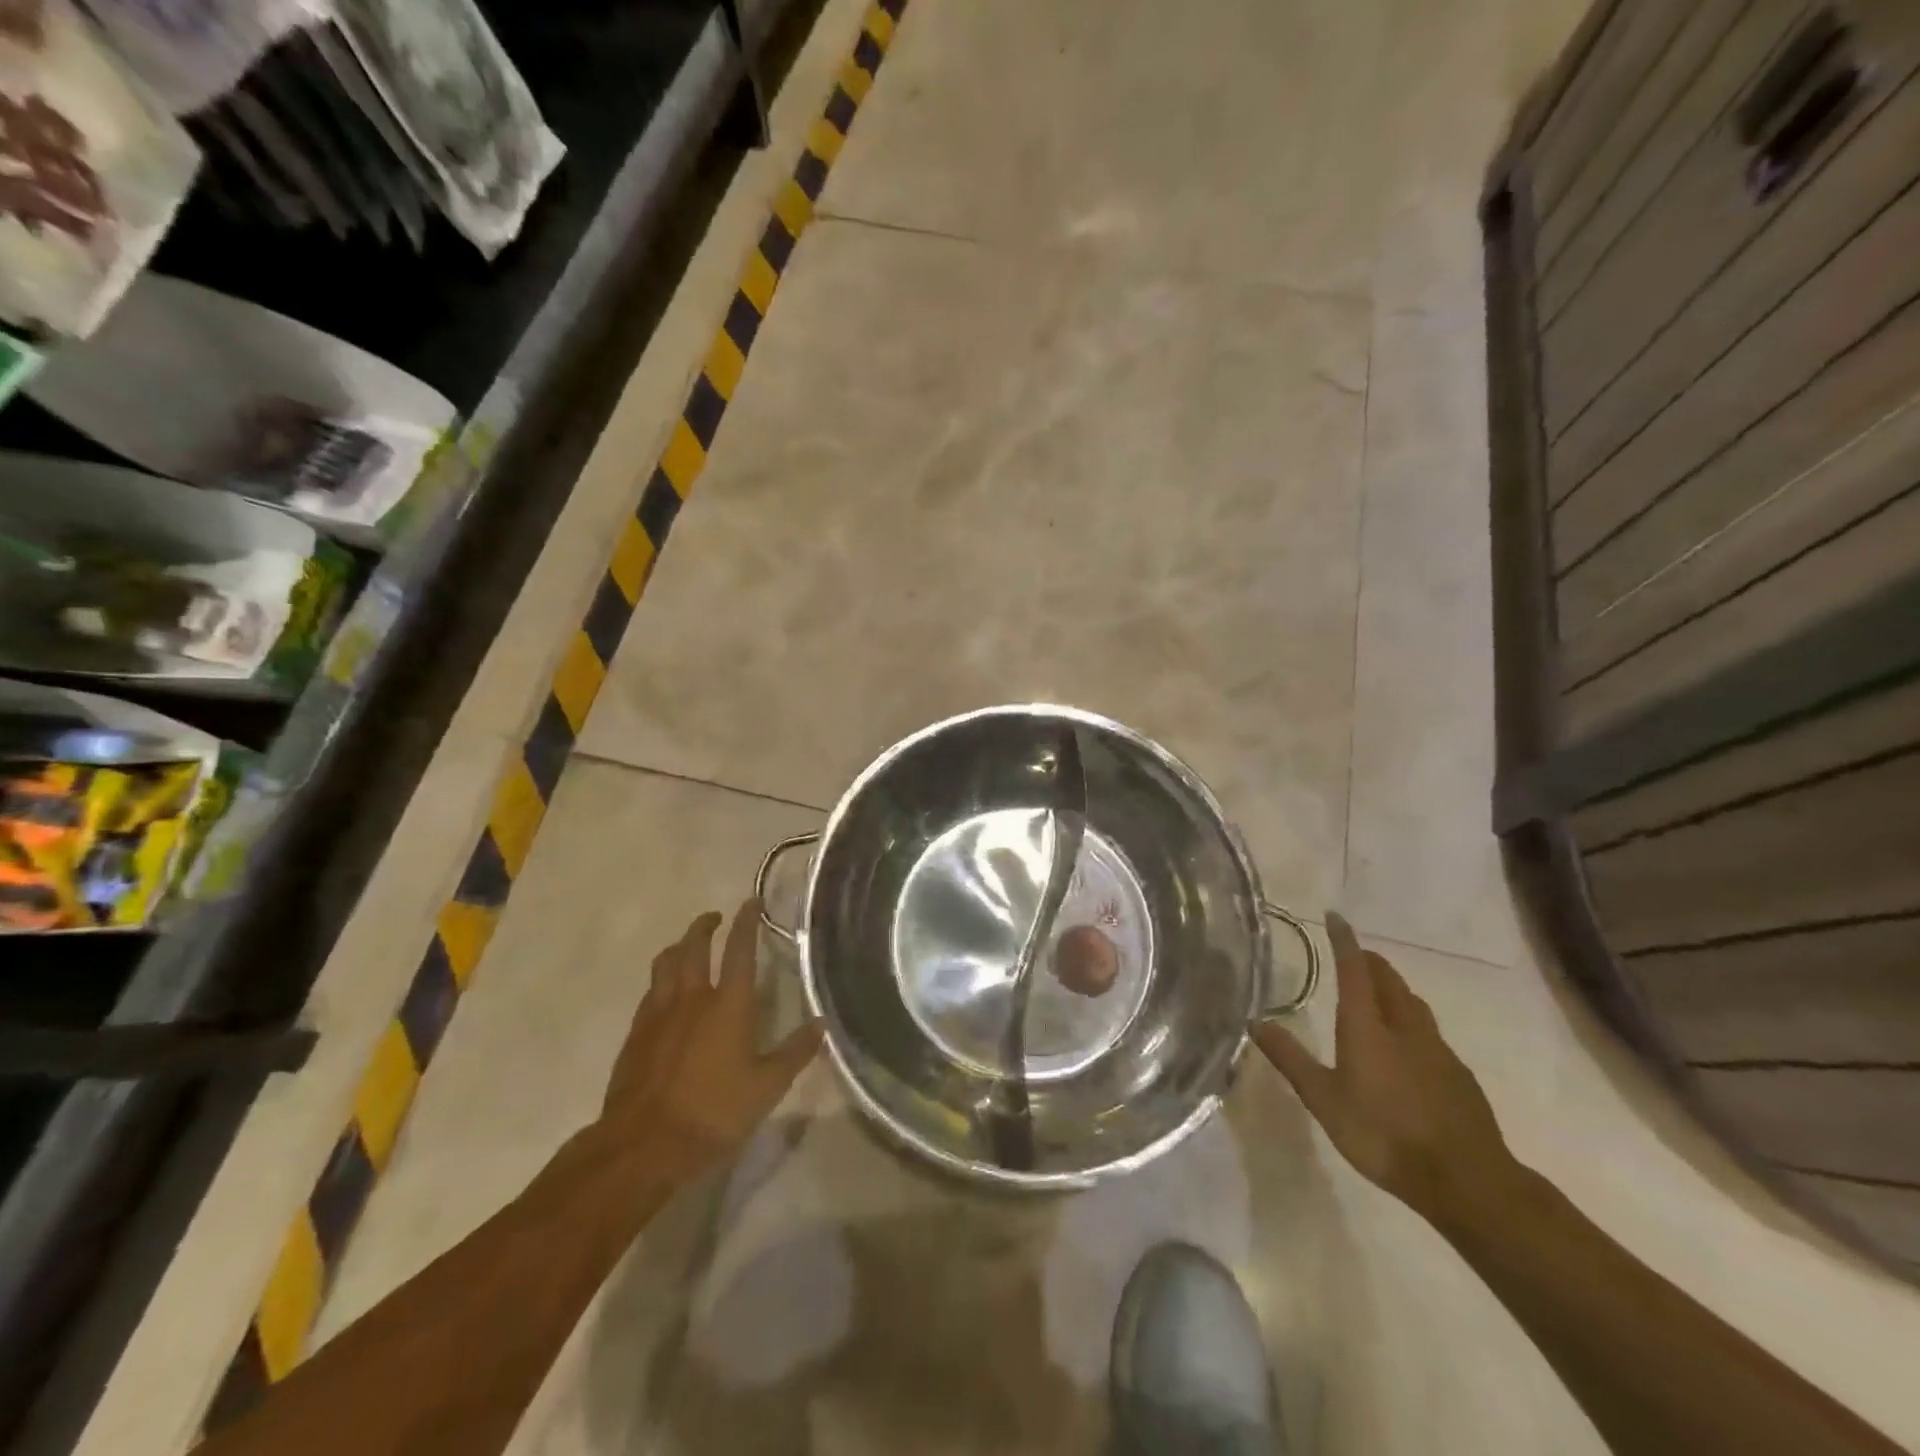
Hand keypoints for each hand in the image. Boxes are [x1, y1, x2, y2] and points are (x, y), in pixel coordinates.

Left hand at [597, 901, 821, 1181]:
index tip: (751, 901)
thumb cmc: (714, 1113)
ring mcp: (658, 1015)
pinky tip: (664, 993)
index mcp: (728, 1004)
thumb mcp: (767, 1087)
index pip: (740, 950)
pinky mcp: (635, 1035)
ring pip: (665, 965)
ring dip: (678, 947)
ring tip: (686, 946)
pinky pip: (649, 993)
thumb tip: (822, 1024)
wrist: (643, 1146)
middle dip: (704, 926)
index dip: (747, 922)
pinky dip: (661, 980)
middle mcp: (691, 998)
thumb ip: (795, 1052)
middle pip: (694, 947)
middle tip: (715, 917)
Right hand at [1251, 912, 1517, 1225]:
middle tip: (1354, 956)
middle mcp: (1404, 1027)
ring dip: (1393, 989)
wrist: (1466, 1181)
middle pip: (1389, 981)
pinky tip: (1407, 1047)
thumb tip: (1256, 1022)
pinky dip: (1411, 1022)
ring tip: (1378, 993)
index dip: (1344, 941)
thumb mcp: (1324, 1100)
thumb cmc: (1384, 1135)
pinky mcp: (1458, 1074)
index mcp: (1368, 1027)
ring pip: (1413, 1004)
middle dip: (1370, 962)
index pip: (1354, 970)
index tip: (1336, 917)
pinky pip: (1429, 1032)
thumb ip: (1291, 1059)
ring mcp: (1437, 1050)